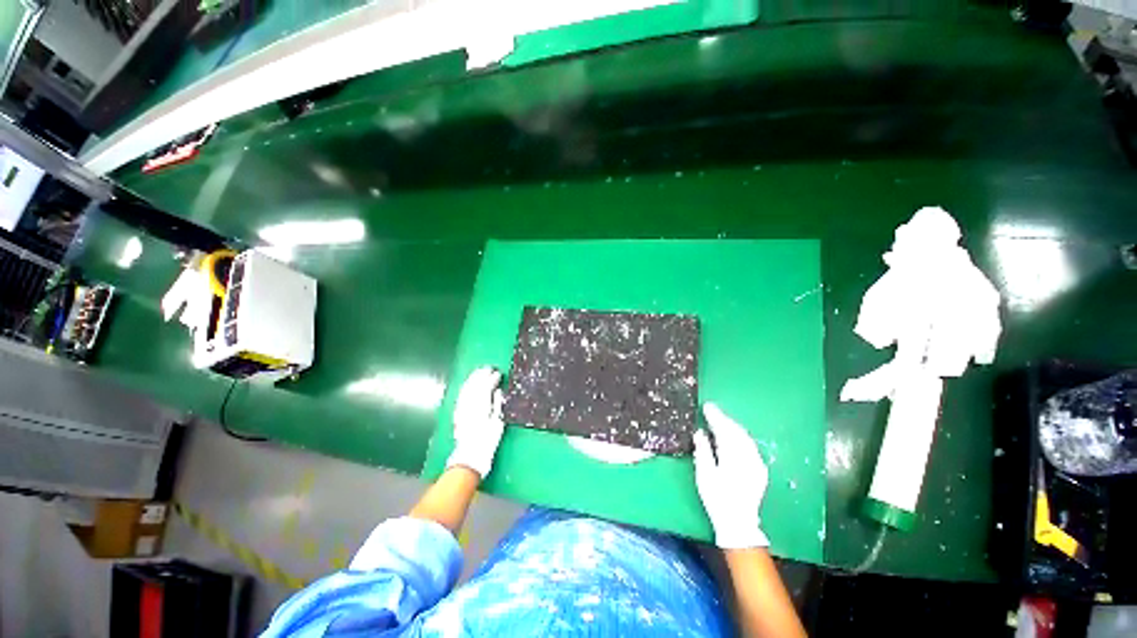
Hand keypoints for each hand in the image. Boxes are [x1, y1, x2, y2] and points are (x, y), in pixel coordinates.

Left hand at [445, 367, 505, 478]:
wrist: (469, 456)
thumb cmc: (487, 441)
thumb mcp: (497, 423)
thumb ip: (497, 404)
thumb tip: (498, 391)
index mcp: (481, 406)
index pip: (486, 387)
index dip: (492, 378)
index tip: (498, 373)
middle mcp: (470, 404)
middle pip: (475, 385)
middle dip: (481, 375)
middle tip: (488, 368)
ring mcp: (462, 408)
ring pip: (467, 388)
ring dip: (473, 378)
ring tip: (479, 371)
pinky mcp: (458, 412)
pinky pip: (461, 395)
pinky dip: (466, 387)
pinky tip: (469, 384)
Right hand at [693, 403, 769, 548]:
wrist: (739, 522)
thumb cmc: (717, 498)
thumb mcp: (704, 475)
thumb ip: (703, 451)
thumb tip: (700, 432)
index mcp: (731, 457)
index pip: (723, 430)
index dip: (715, 417)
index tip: (707, 407)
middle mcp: (747, 457)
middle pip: (736, 431)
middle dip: (724, 419)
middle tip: (712, 410)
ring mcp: (756, 463)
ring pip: (745, 437)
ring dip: (733, 426)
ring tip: (722, 420)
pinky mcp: (760, 470)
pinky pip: (750, 446)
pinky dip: (741, 437)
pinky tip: (735, 436)